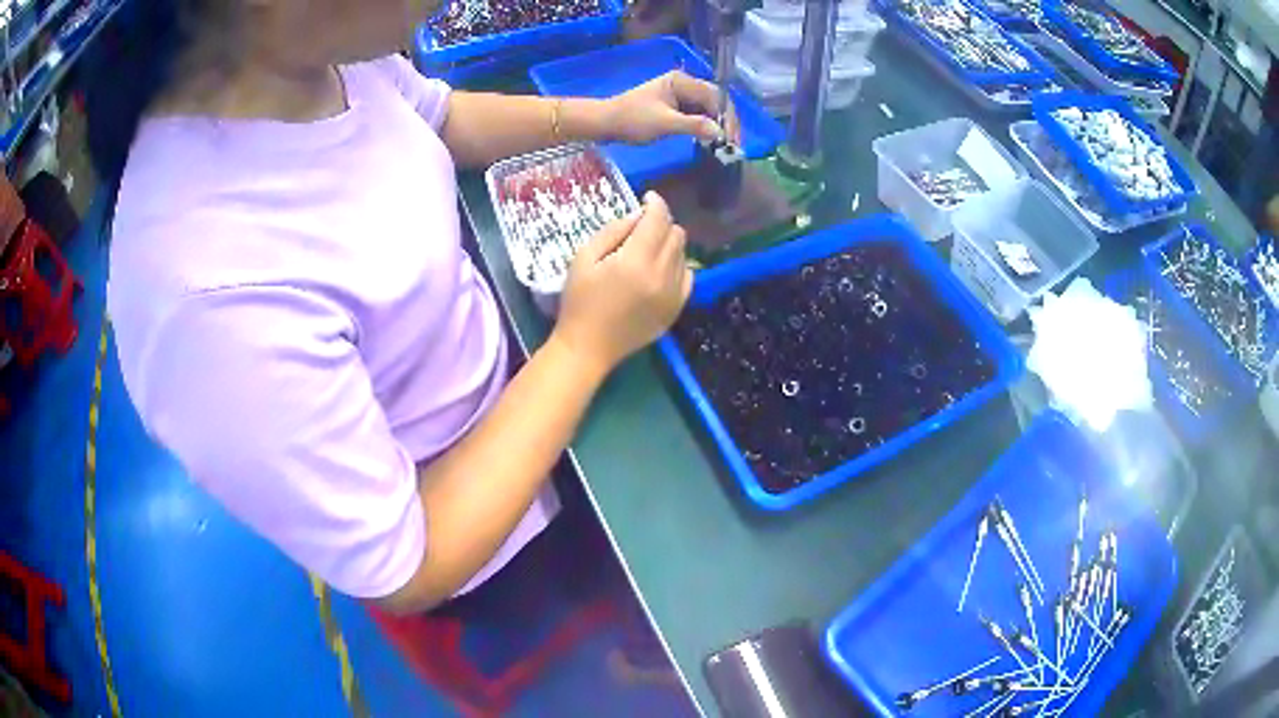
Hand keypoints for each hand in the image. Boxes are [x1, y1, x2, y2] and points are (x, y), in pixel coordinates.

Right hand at [553, 192, 692, 373]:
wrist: (588, 348)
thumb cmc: (579, 301)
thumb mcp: (584, 258)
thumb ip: (613, 231)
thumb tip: (638, 216)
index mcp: (636, 261)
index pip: (658, 220)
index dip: (655, 204)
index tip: (647, 198)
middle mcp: (661, 275)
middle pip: (676, 234)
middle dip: (661, 223)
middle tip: (642, 226)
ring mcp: (673, 294)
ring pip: (683, 253)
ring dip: (669, 243)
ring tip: (647, 249)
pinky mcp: (676, 308)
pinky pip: (688, 276)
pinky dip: (677, 265)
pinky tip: (659, 269)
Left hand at [605, 71, 742, 145]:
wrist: (605, 123)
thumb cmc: (632, 120)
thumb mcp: (664, 123)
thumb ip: (693, 126)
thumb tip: (720, 133)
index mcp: (682, 81)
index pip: (715, 96)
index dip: (727, 117)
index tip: (733, 138)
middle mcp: (684, 84)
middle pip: (714, 100)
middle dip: (725, 121)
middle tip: (733, 144)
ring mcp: (679, 94)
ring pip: (707, 108)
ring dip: (716, 125)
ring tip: (723, 145)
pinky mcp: (675, 106)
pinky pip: (697, 114)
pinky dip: (704, 126)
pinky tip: (709, 140)